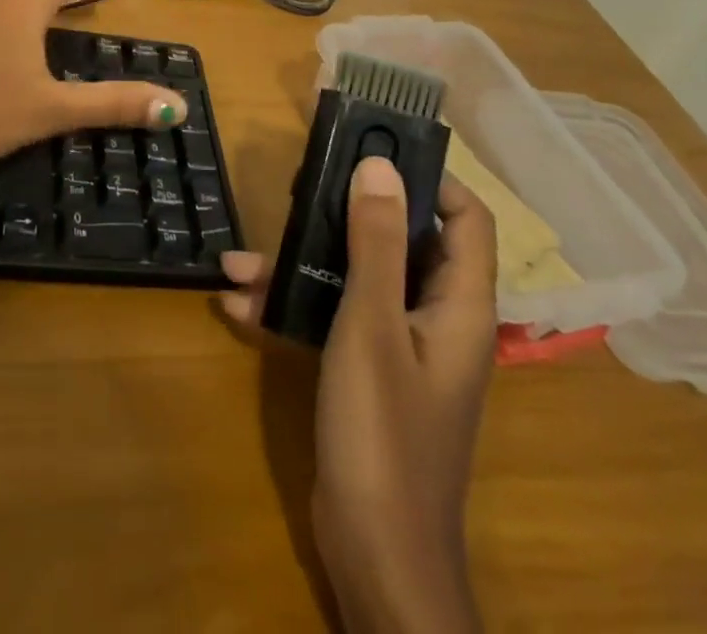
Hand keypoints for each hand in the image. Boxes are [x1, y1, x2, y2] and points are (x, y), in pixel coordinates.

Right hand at [223, 160, 497, 633]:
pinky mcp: (367, 371)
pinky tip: (239, 303)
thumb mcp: (371, 324)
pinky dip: (294, 306)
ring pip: (357, 279)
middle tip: (301, 188)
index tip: (377, 151)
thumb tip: (380, 165)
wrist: (375, 555)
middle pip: (404, 242)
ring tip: (242, 257)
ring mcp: (400, 347)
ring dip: (304, 264)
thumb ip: (375, 242)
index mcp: (458, 305)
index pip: (466, 220)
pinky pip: (334, 317)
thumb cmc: (384, 431)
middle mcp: (436, 318)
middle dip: (348, 214)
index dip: (432, 180)